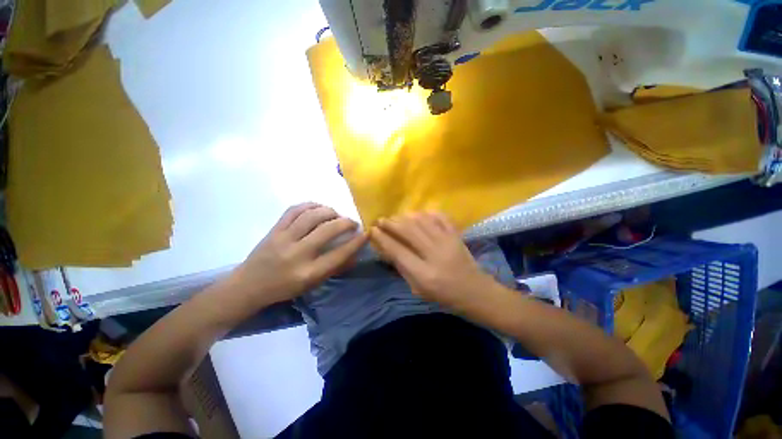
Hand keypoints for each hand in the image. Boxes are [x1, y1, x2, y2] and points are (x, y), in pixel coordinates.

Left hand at [230, 203, 366, 305]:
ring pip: (312, 216)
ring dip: (329, 211)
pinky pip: (294, 210)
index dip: (356, 242)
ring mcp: (283, 239)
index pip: (340, 254)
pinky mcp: (274, 229)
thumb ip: (335, 268)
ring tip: (336, 215)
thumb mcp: (313, 284)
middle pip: (328, 230)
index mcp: (309, 273)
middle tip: (352, 222)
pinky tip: (318, 208)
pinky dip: (310, 205)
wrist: (249, 285)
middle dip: (346, 222)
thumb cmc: (285, 288)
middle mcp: (297, 254)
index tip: (366, 233)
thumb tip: (355, 254)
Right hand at [369, 212, 497, 310]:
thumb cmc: (444, 296)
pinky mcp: (456, 235)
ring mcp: (448, 241)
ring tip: (396, 217)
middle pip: (408, 231)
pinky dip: (426, 213)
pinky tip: (418, 214)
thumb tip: (387, 248)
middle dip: (391, 223)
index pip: (398, 251)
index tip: (373, 230)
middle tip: (381, 220)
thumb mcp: (418, 289)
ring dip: (405, 216)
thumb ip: (402, 268)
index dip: (383, 238)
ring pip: (422, 221)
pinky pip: (440, 217)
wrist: (475, 291)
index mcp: (424, 274)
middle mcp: (435, 254)